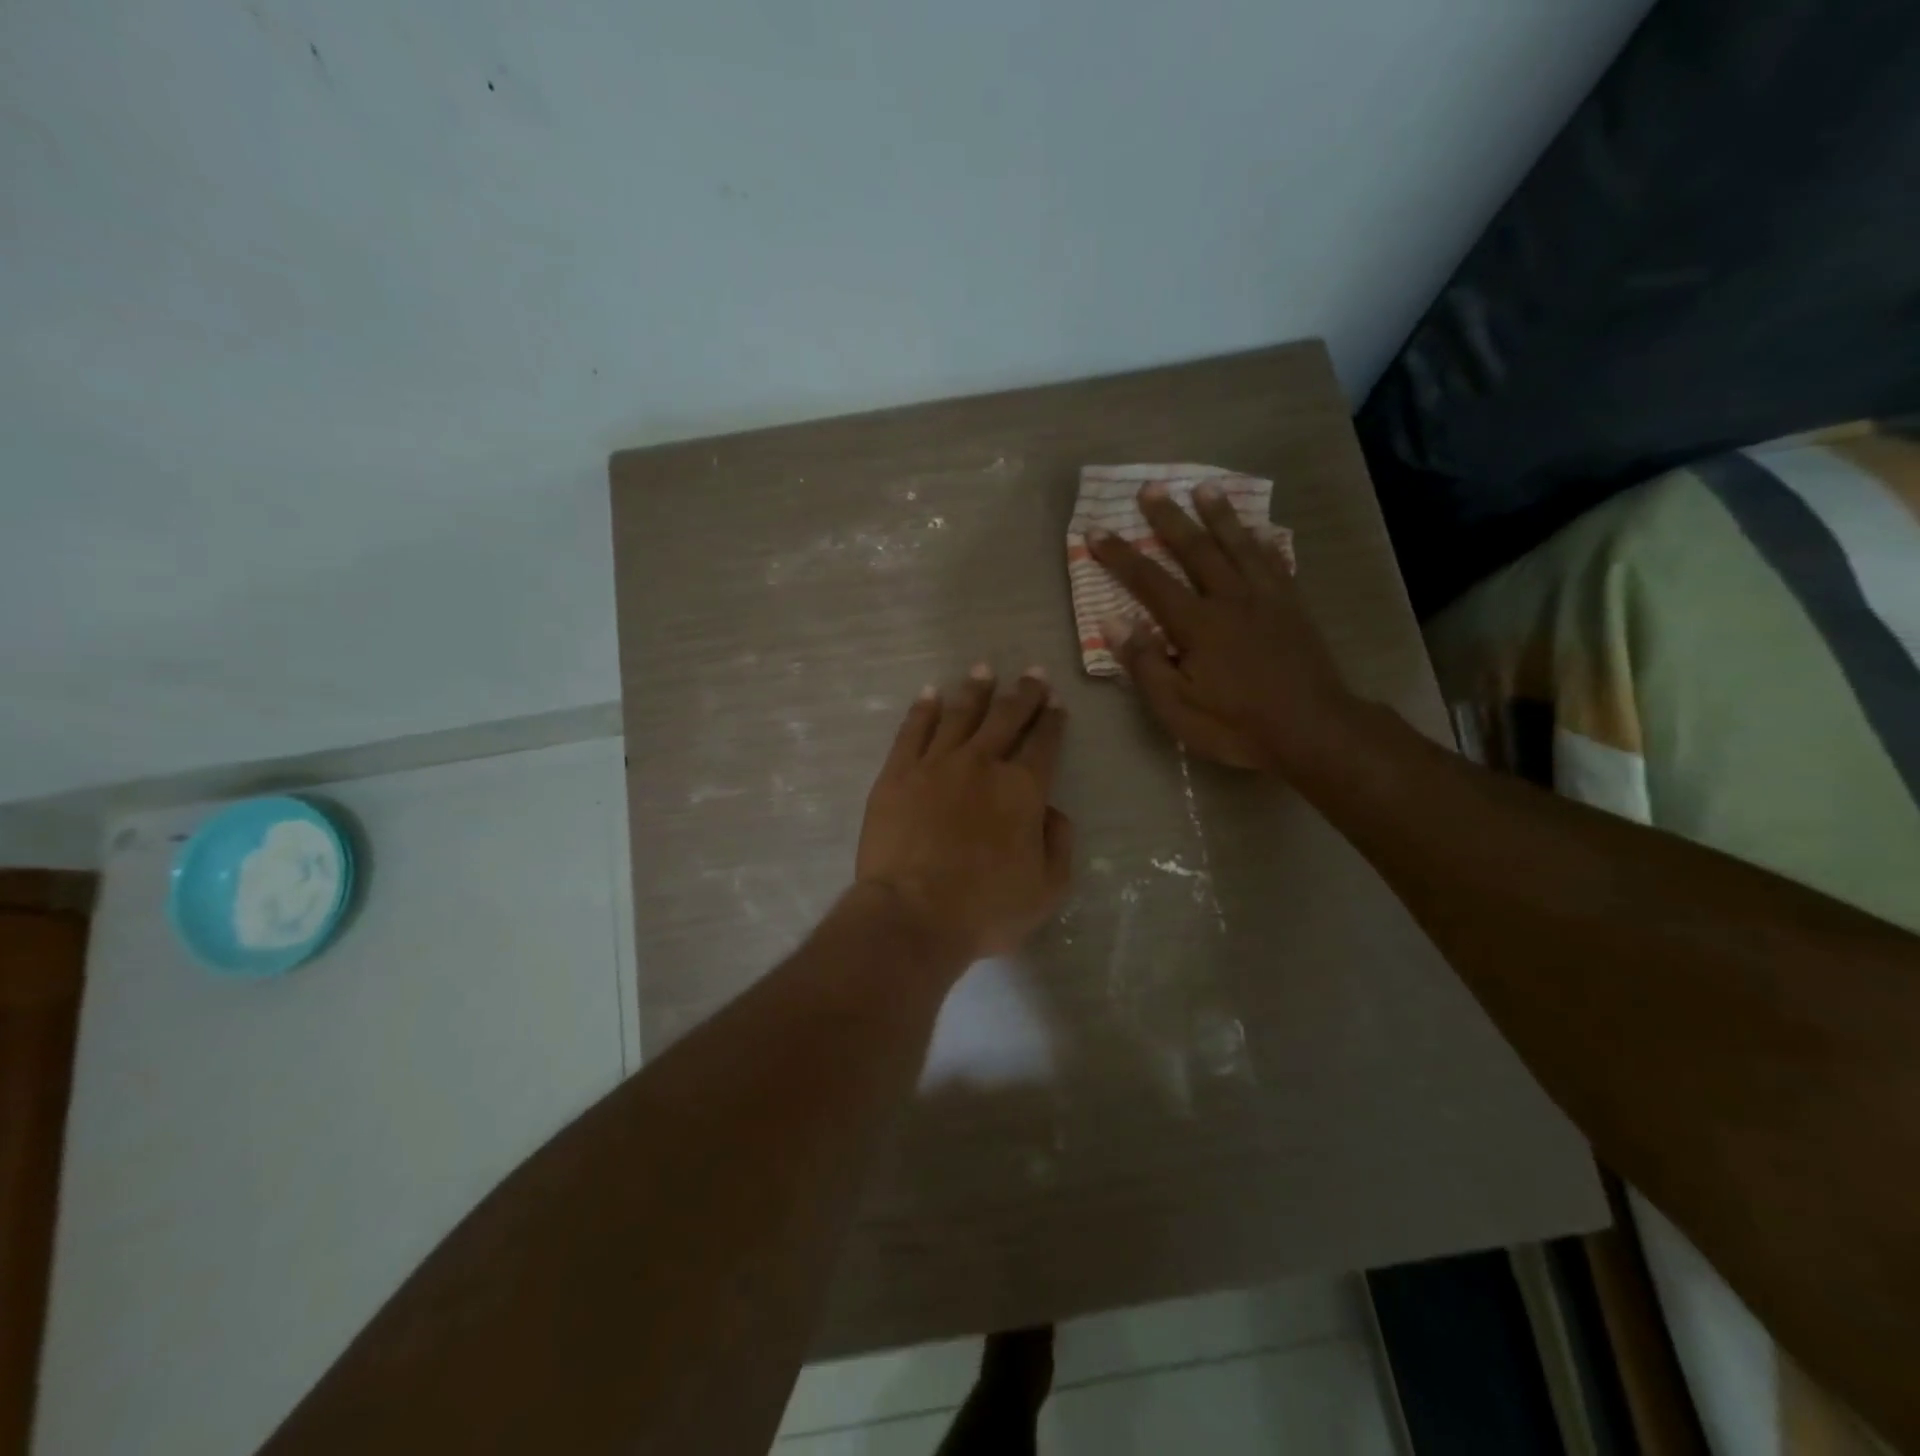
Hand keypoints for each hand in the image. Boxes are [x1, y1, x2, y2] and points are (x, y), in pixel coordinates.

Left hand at [856, 666, 1072, 961]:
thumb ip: (1059, 843)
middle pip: (1006, 718)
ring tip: (984, 670)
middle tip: (1032, 673)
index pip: (1044, 744)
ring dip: (975, 690)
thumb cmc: (985, 909)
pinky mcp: (897, 773)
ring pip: (960, 714)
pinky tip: (930, 693)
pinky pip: (912, 730)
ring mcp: (936, 764)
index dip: (1052, 721)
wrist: (913, 915)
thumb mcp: (1047, 888)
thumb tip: (1052, 810)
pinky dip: (923, 708)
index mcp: (1023, 790)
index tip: (1055, 702)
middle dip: (1023, 693)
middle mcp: (982, 764)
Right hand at [1087, 482, 1355, 771]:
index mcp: (1196, 624)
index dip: (1120, 555)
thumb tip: (1113, 620)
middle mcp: (1230, 599)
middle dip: (1169, 518)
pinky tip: (1259, 530)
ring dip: (1219, 515)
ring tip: (1205, 487)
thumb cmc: (1236, 725)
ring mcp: (1266, 599)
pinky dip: (1264, 543)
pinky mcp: (1293, 607)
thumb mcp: (1177, 707)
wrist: (1313, 730)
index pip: (1149, 581)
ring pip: (1238, 546)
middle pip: (1195, 549)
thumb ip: (1144, 662)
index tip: (1096, 530)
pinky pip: (1275, 563)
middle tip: (1150, 488)